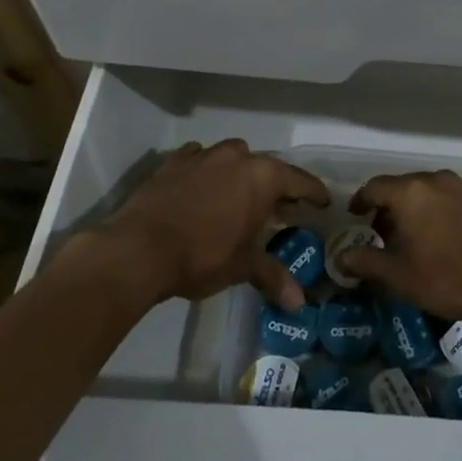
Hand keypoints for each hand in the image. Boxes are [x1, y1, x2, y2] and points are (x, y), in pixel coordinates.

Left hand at [94, 140, 327, 310]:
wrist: (138, 249)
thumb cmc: (202, 255)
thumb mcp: (243, 267)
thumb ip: (273, 277)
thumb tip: (299, 305)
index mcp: (262, 177)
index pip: (299, 181)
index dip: (313, 193)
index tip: (322, 202)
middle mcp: (237, 157)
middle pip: (266, 167)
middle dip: (274, 186)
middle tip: (278, 208)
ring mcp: (203, 155)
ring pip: (231, 158)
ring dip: (239, 174)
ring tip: (237, 196)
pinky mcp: (172, 162)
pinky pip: (198, 159)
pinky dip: (204, 171)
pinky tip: (200, 187)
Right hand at [337, 169, 461, 321]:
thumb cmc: (450, 276)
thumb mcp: (401, 276)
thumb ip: (368, 262)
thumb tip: (341, 256)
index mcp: (411, 192)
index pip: (375, 186)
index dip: (361, 200)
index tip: (355, 216)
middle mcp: (437, 180)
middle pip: (403, 187)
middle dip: (389, 207)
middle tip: (382, 232)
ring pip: (430, 192)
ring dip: (416, 210)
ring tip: (414, 238)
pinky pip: (452, 201)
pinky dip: (440, 213)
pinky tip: (445, 239)